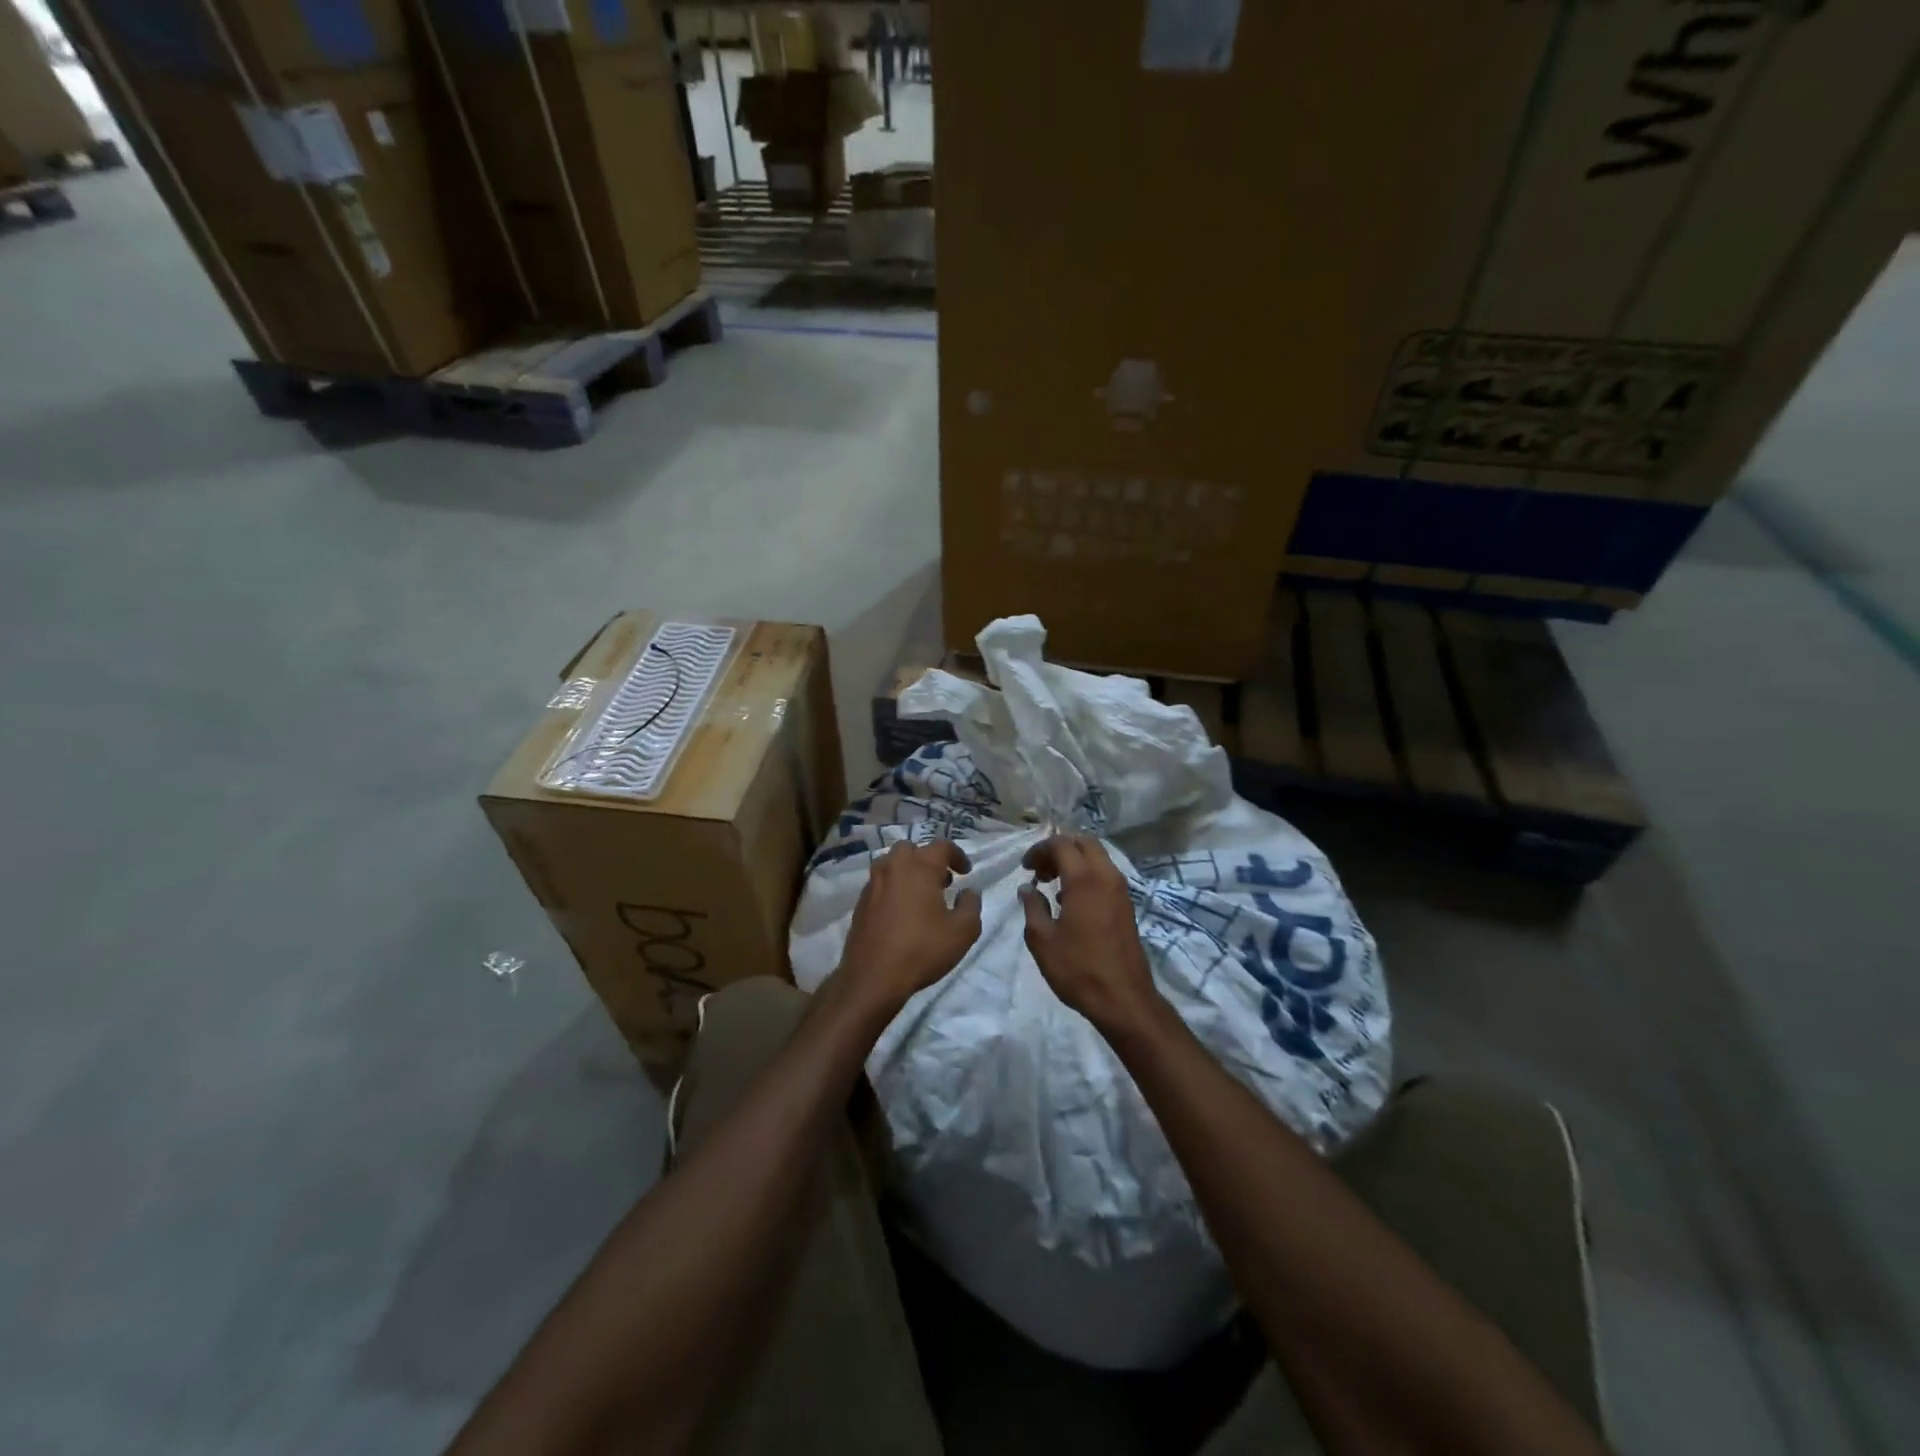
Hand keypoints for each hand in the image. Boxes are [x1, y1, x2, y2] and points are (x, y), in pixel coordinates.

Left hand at [835, 839, 981, 1018]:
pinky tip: (901, 912)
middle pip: (911, 849)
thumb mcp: (962, 932)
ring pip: (891, 864)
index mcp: (919, 867)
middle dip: (928, 859)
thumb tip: (969, 892)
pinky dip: (893, 888)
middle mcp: (893, 868)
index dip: (957, 855)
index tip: (966, 873)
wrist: (873, 977)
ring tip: (921, 895)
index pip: (941, 846)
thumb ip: (971, 906)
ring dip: (908, 871)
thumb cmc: (922, 949)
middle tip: (941, 881)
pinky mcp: (860, 902)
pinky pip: (880, 883)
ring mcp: (873, 884)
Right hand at [1019, 835, 1161, 1036]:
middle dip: (1059, 848)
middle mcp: (1106, 876)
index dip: (1039, 850)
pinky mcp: (1126, 905)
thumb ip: (1032, 907)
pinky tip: (1070, 900)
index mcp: (1084, 880)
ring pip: (1097, 856)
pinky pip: (1105, 874)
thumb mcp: (1043, 940)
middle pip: (1084, 842)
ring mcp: (1120, 890)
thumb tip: (1028, 888)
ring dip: (1074, 860)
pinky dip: (1086, 874)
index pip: (1061, 844)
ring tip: (1051, 883)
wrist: (1123, 999)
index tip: (1025, 868)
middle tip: (1040, 869)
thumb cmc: (1078, 969)